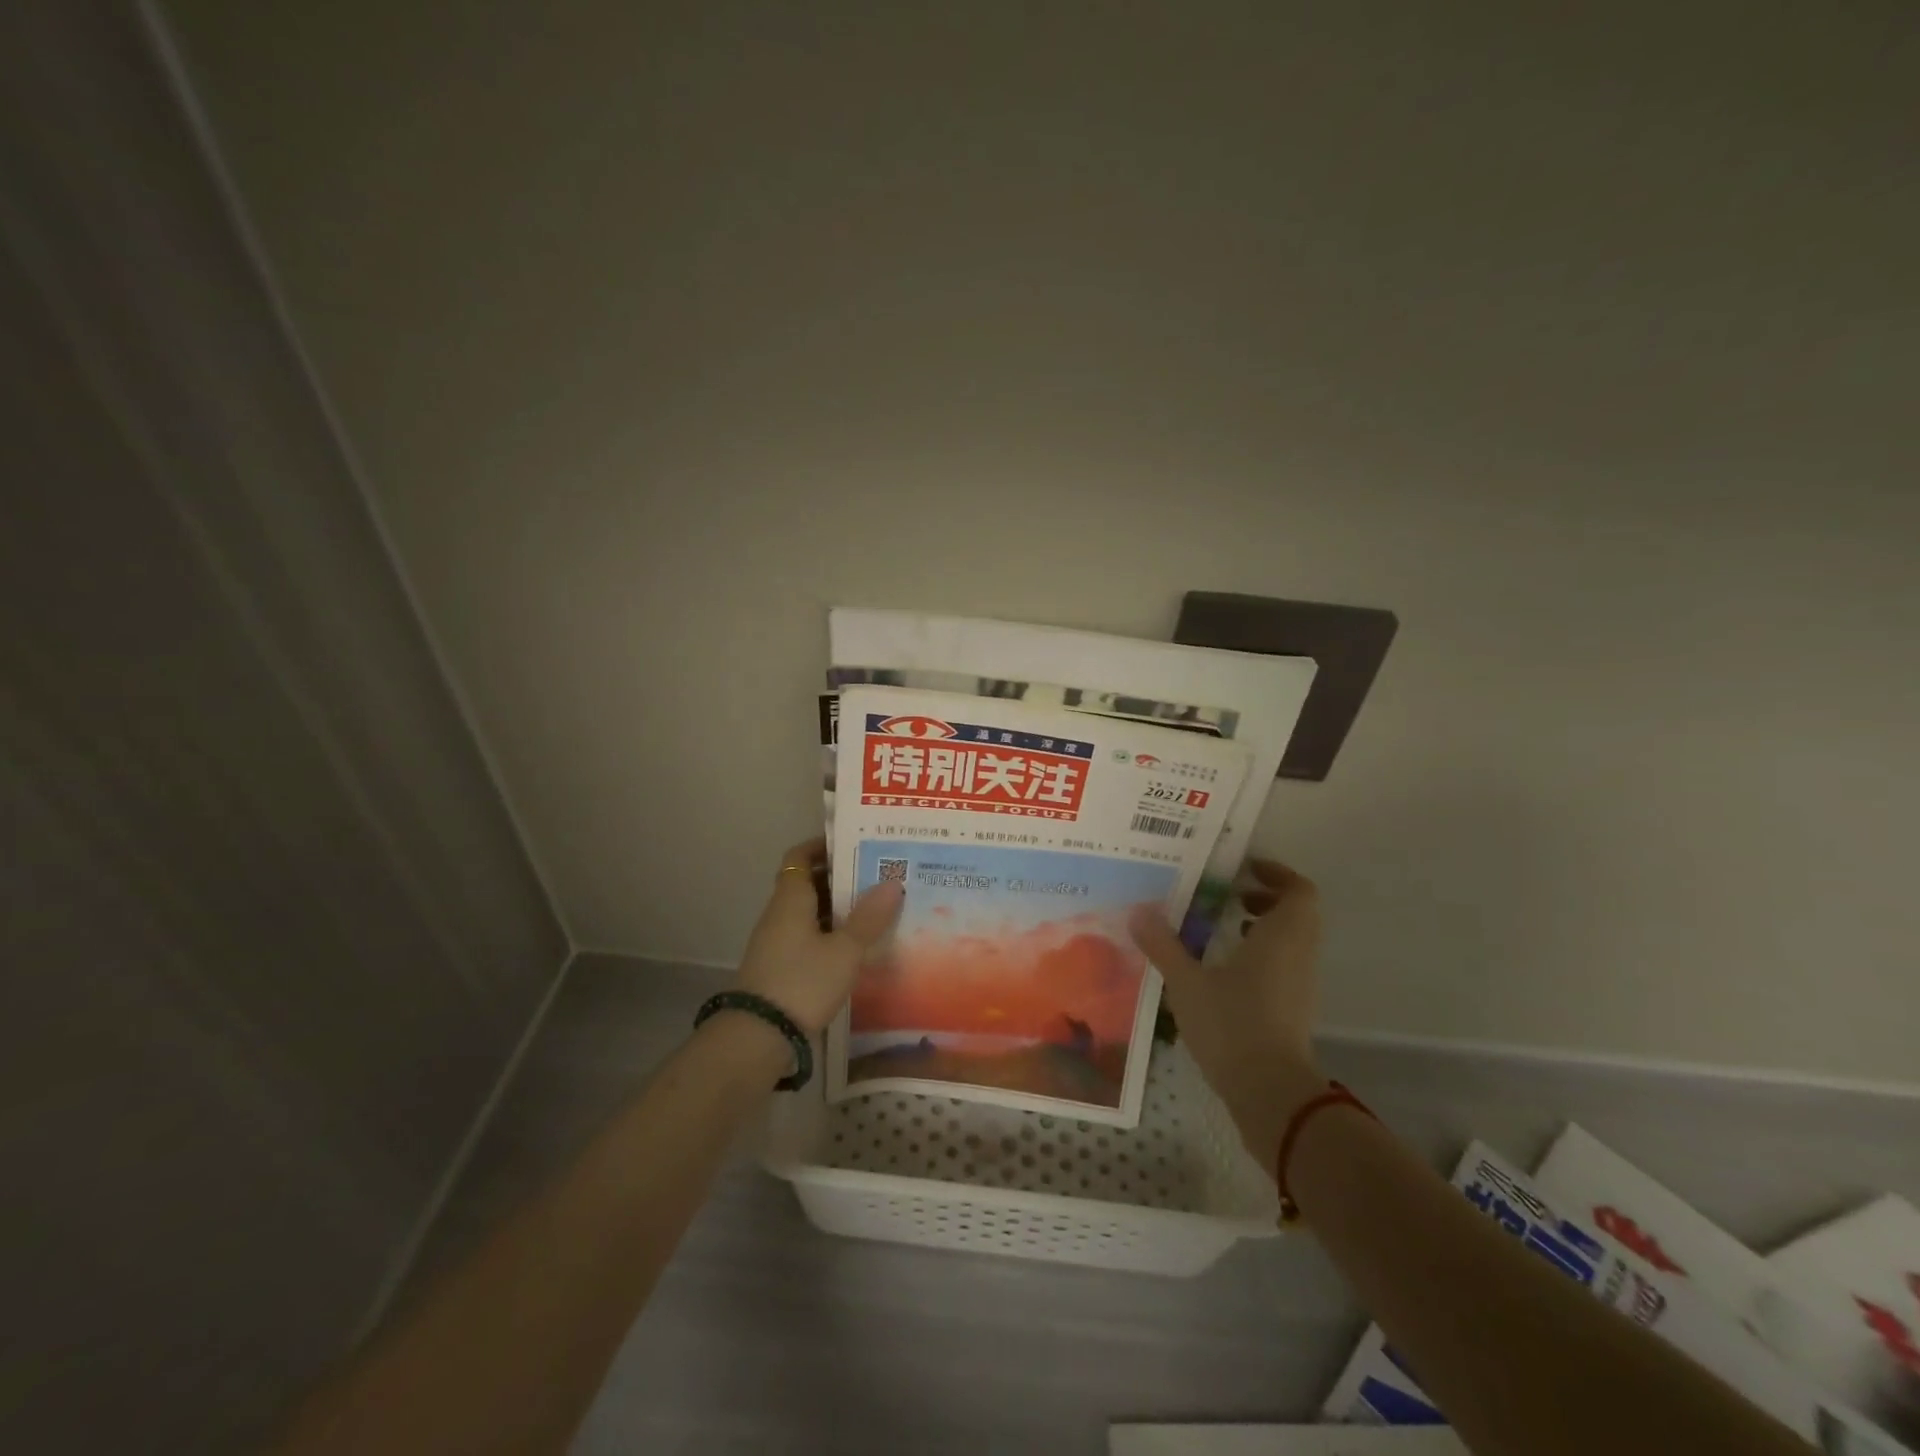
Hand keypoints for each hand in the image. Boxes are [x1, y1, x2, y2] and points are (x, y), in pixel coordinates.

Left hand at [734, 837, 905, 1035]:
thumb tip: (893, 882)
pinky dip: (830, 933)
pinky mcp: (779, 967)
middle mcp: (780, 914)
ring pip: (809, 912)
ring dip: (837, 908)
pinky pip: (807, 937)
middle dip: (840, 877)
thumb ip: (869, 918)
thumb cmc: (802, 982)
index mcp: (791, 899)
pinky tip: (855, 946)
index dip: (822, 846)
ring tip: (875, 908)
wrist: (758, 1037)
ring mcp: (777, 942)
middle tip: (877, 875)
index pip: (800, 856)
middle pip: (808, 883)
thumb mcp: (844, 950)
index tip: (854, 842)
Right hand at [1129, 858, 1328, 1159]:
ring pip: (1293, 939)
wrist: (1270, 1092)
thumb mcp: (1186, 982)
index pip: (1299, 890)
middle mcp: (1299, 954)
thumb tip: (1138, 912)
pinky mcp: (1295, 1008)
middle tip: (1229, 894)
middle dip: (1267, 897)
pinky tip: (1226, 967)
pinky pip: (1286, 963)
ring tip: (1224, 927)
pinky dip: (1264, 953)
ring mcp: (1301, 983)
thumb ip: (1163, 945)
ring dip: (1265, 925)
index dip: (1277, 873)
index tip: (1244, 868)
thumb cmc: (1232, 1025)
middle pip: (1298, 912)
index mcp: (1281, 936)